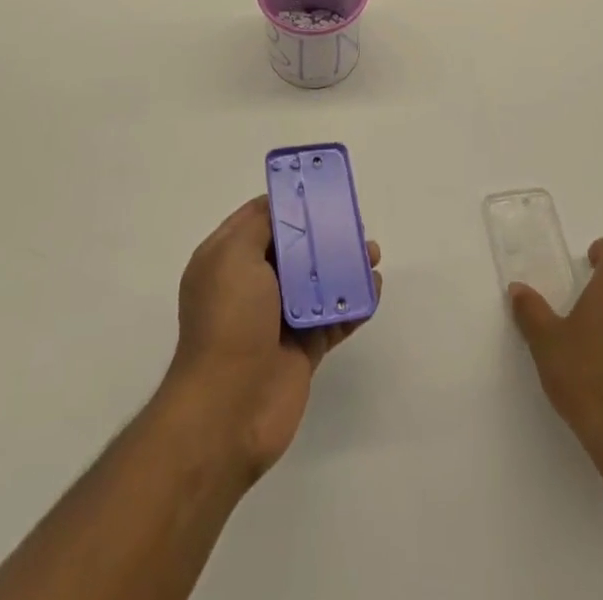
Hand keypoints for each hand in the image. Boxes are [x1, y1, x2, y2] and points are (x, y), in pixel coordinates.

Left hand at [164, 196, 381, 481]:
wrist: (227, 411)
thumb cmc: (228, 321)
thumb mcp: (233, 255)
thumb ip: (260, 224)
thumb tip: (282, 207)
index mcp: (228, 260)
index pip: (261, 219)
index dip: (290, 203)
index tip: (322, 190)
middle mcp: (252, 286)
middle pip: (295, 248)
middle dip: (325, 232)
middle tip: (355, 223)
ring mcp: (279, 319)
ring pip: (318, 281)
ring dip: (345, 265)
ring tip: (373, 254)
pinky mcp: (304, 349)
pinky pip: (335, 318)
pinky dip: (355, 302)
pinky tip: (374, 288)